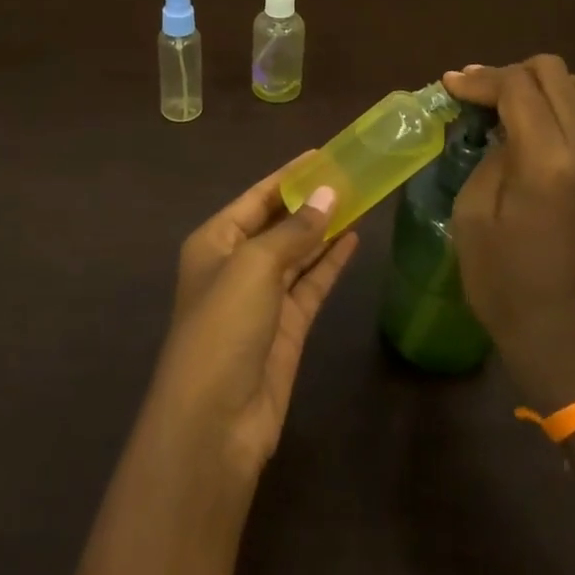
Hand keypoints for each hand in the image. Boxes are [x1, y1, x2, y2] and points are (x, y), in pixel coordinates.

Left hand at [145, 159, 360, 483]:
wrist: (215, 421)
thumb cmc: (223, 327)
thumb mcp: (254, 266)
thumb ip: (295, 231)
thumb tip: (329, 195)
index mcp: (214, 242)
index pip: (256, 198)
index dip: (288, 176)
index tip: (322, 154)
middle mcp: (236, 265)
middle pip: (278, 223)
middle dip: (311, 201)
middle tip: (351, 174)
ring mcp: (262, 299)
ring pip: (298, 253)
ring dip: (325, 229)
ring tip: (360, 199)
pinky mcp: (287, 328)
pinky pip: (311, 284)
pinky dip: (330, 262)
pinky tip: (354, 239)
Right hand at [442, 57, 574, 408]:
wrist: (566, 341)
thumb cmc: (504, 285)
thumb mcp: (472, 215)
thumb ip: (490, 157)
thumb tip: (501, 128)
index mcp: (549, 164)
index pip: (518, 88)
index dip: (481, 79)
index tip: (452, 85)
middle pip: (558, 76)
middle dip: (513, 74)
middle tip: (483, 96)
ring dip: (557, 86)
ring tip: (526, 107)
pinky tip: (548, 146)